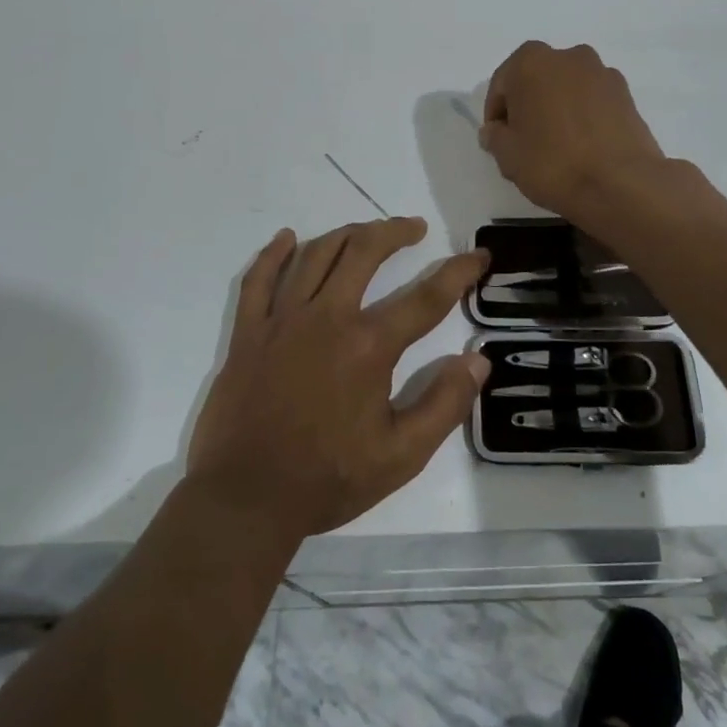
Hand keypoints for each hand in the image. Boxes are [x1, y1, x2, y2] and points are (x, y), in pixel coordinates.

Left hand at [187, 217, 489, 539]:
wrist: (246, 498)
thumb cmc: (328, 479)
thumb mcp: (401, 456)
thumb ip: (444, 405)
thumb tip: (478, 361)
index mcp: (369, 347)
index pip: (426, 298)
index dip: (458, 272)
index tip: (479, 256)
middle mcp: (327, 318)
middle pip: (364, 252)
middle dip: (394, 231)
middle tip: (413, 228)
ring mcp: (282, 320)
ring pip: (316, 255)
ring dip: (345, 234)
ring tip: (365, 231)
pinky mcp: (248, 332)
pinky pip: (259, 279)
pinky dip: (273, 253)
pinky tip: (288, 238)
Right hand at [481, 40, 669, 226]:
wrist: (620, 184)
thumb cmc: (553, 163)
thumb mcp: (507, 155)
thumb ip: (494, 136)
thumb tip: (496, 130)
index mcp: (531, 62)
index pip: (502, 83)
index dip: (496, 112)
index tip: (497, 138)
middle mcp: (568, 56)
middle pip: (537, 79)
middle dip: (528, 103)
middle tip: (525, 138)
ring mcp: (602, 73)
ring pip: (567, 87)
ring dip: (558, 106)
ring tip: (557, 143)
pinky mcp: (627, 94)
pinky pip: (593, 100)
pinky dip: (584, 114)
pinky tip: (583, 145)